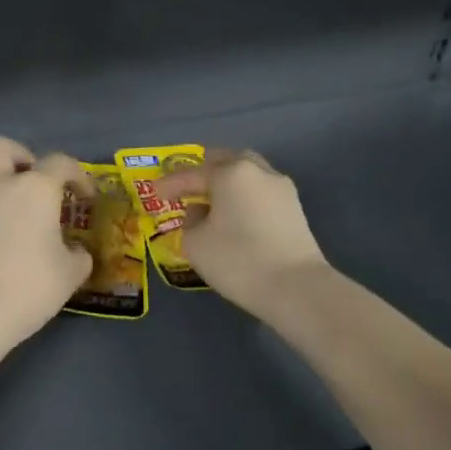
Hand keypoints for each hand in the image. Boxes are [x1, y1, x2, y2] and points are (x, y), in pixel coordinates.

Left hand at [0, 136, 94, 345]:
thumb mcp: (69, 276)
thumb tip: (75, 251)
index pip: (61, 163)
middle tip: (28, 181)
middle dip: (18, 156)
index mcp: (35, 189)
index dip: (77, 176)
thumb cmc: (28, 289)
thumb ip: (78, 256)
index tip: (83, 198)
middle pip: (1, 146)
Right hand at [154, 149, 328, 317]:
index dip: (170, 184)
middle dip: (205, 171)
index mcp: (231, 173)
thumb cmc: (238, 260)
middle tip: (188, 186)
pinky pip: (260, 193)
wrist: (296, 288)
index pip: (192, 173)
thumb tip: (201, 212)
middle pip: (227, 161)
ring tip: (210, 203)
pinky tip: (234, 216)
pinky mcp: (295, 209)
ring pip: (247, 175)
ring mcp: (281, 189)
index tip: (154, 193)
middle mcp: (258, 172)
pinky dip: (243, 198)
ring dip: (227, 184)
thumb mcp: (195, 243)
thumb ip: (191, 221)